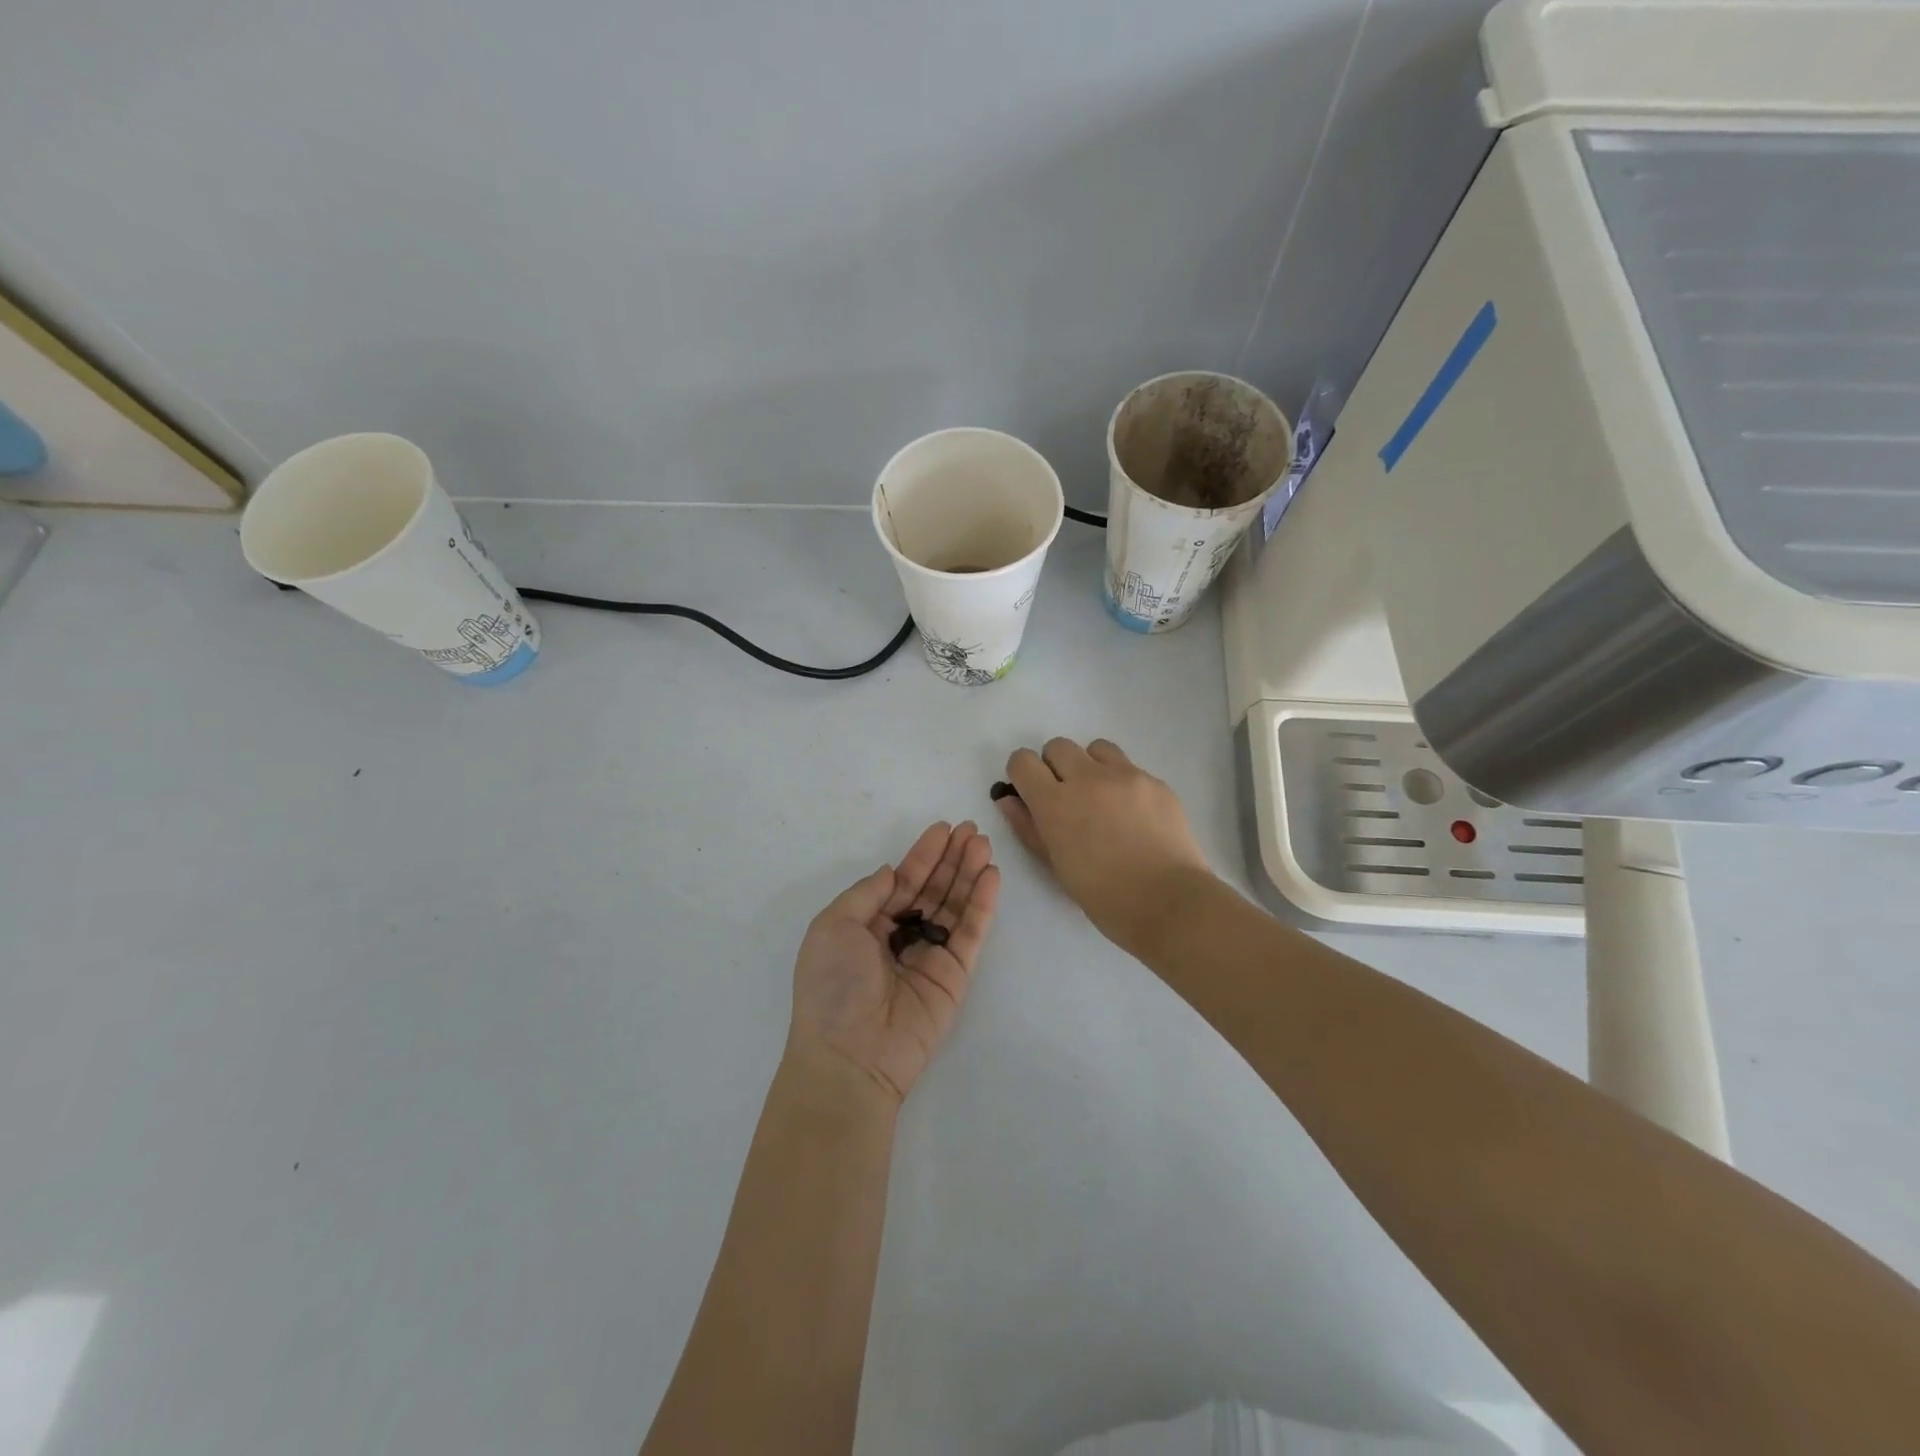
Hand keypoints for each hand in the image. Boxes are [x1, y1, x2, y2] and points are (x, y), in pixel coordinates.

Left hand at [786, 822, 999, 1104]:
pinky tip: (991, 877)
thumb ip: (866, 894)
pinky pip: (970, 933)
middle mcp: (900, 937)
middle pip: (932, 889)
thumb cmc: (833, 986)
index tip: (943, 828)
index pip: (901, 881)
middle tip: (972, 829)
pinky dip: (982, 904)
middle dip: (951, 859)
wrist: (851, 1055)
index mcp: (867, 926)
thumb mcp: (833, 926)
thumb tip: (891, 872)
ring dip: (969, 874)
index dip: (922, 855)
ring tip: (984, 844)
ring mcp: (929, 955)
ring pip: (954, 906)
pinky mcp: (954, 975)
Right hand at [998, 738, 1211, 952]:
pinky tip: (1134, 816)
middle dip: (1055, 767)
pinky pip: (1130, 768)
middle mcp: (1088, 779)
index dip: (1022, 774)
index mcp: (1055, 803)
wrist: (1170, 903)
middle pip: (1058, 746)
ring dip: (1090, 766)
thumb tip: (1008, 800)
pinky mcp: (1156, 782)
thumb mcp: (1056, 867)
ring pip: (1096, 748)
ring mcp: (1126, 776)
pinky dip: (1122, 783)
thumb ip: (1029, 828)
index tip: (1030, 791)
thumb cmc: (1105, 897)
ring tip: (1102, 799)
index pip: (1023, 761)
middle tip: (1068, 798)